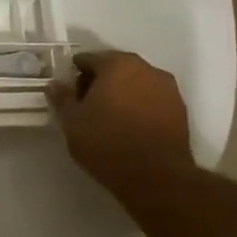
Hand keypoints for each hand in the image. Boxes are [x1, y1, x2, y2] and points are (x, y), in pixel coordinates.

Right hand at [46, 50, 192, 184]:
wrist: (157, 177)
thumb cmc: (107, 143)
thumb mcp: (72, 122)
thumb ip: (62, 98)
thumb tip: (55, 84)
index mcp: (117, 64)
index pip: (88, 59)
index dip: (74, 75)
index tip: (68, 93)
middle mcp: (146, 68)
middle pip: (115, 68)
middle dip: (99, 82)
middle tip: (86, 106)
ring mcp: (168, 89)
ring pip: (136, 84)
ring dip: (122, 94)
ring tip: (108, 119)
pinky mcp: (181, 111)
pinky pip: (152, 100)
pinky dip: (139, 107)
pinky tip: (129, 127)